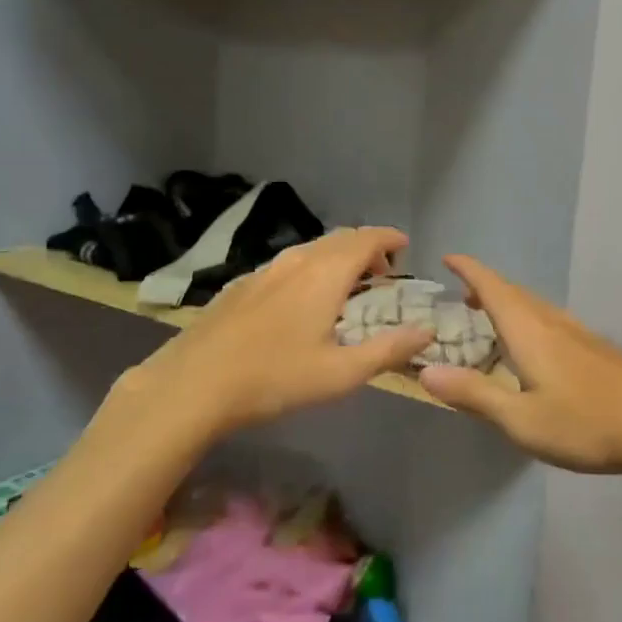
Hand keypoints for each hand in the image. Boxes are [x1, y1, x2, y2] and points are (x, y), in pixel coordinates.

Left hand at [119, 227, 433, 436]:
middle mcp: (297, 260)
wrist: (193, 384)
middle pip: (340, 238)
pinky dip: (309, 269)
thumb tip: (428, 330)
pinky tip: (302, 301)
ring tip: (346, 287)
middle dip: (366, 248)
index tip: (405, 247)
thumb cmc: (275, 378)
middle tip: (381, 274)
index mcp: (326, 273)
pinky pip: (288, 263)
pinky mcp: (242, 284)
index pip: (367, 238)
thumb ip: (389, 350)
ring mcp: (265, 269)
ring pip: (311, 249)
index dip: (390, 238)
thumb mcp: (341, 373)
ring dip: (337, 258)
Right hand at [418, 255, 621, 476]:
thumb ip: (473, 394)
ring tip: (494, 319)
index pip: (493, 287)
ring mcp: (581, 333)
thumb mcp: (520, 419)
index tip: (449, 258)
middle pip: (515, 292)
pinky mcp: (599, 349)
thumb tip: (426, 370)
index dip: (469, 270)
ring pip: (537, 306)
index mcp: (529, 331)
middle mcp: (554, 322)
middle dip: (486, 287)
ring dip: (511, 303)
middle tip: (463, 296)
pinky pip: (554, 321)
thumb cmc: (585, 424)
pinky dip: (532, 320)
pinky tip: (539, 348)